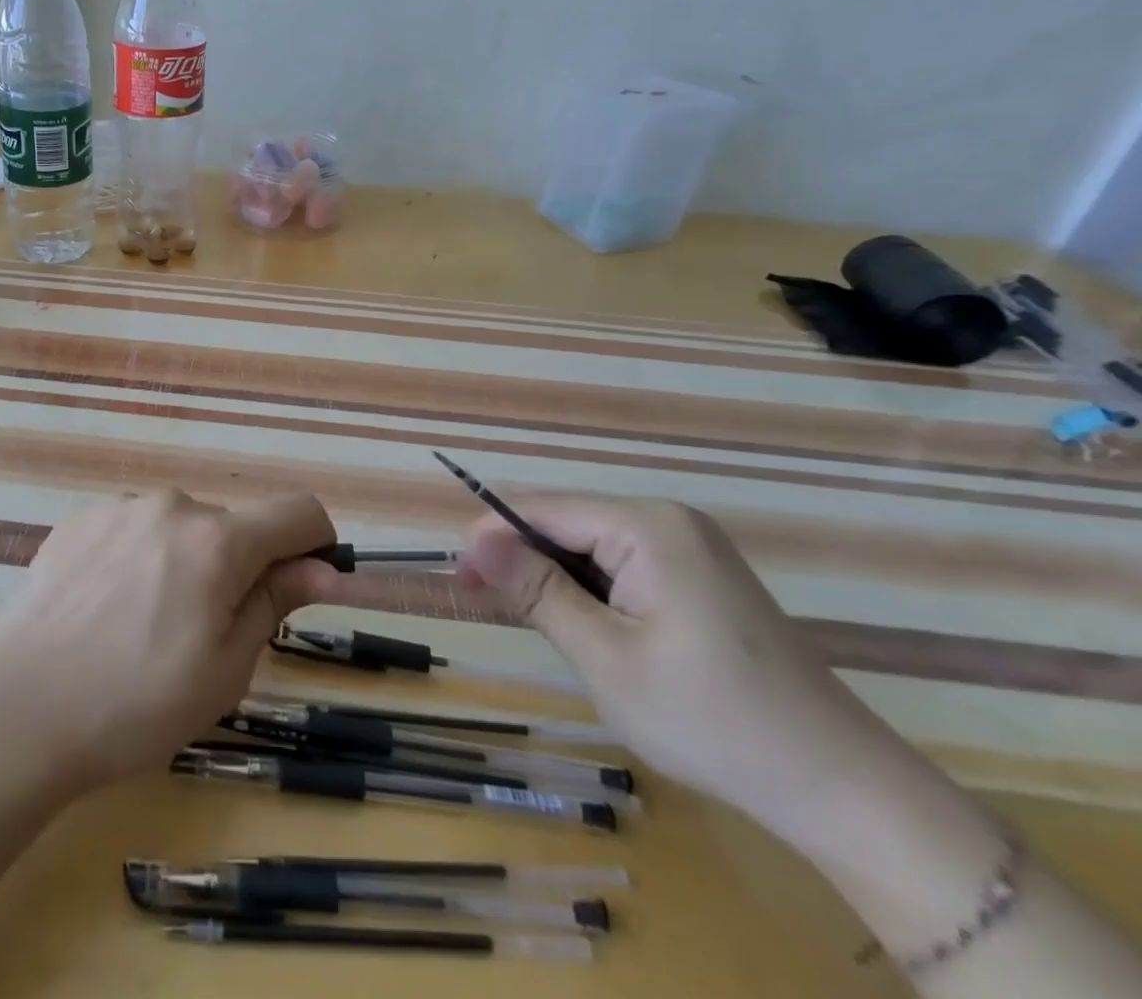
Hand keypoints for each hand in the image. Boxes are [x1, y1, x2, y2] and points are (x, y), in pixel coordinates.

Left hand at [0, 488, 342, 797]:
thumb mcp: (225, 669)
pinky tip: (106, 609)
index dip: (315, 543)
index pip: (297, 511)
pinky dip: (140, 558)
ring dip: (185, 562)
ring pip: (180, 528)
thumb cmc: (136, 704)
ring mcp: (120, 507)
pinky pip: (133, 529)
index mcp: (217, 540)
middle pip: (232, 526)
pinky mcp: (80, 519)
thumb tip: (320, 568)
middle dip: (237, 567)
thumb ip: (275, 602)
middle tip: (203, 632)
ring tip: (144, 624)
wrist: (19, 709)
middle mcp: (172, 506)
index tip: (303, 584)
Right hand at [458, 496, 915, 840]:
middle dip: (523, 561)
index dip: (494, 537)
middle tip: (482, 603)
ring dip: (555, 580)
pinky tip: (581, 627)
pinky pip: (623, 567)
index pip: (545, 511)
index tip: (458, 575)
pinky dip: (591, 593)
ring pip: (592, 548)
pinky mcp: (700, 578)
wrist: (841, 788)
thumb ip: (537, 591)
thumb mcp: (605, 656)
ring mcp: (690, 548)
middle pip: (568, 525)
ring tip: (527, 621)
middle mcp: (669, 521)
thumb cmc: (710, 719)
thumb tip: (473, 541)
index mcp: (648, 527)